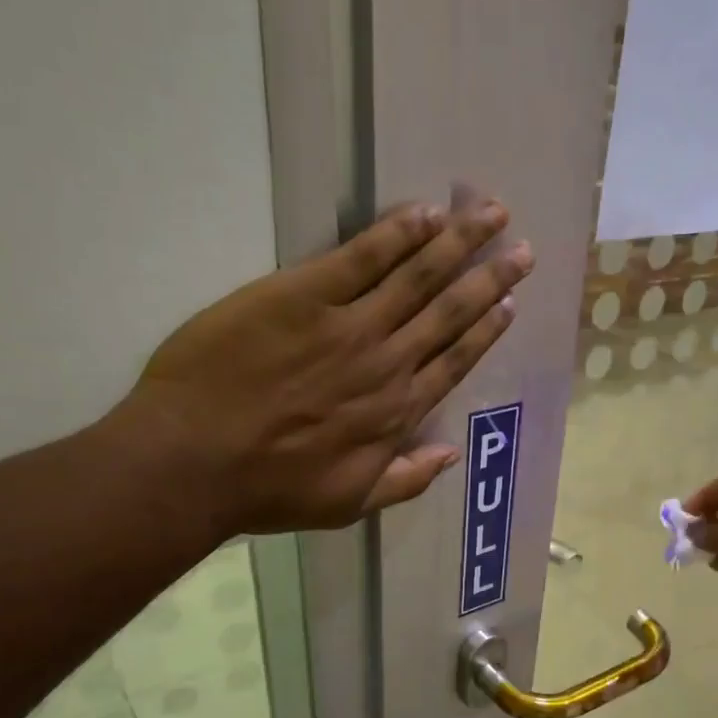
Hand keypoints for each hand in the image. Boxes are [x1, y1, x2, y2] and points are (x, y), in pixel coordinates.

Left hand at [113, 198, 532, 537]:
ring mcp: (348, 325)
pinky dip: (397, 233)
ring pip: (417, 276)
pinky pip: (361, 257)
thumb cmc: (271, 489)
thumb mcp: (349, 504)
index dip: (486, 329)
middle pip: (449, 312)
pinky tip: (426, 213)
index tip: (511, 303)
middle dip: (490, 278)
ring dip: (459, 243)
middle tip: (523, 250)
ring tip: (492, 215)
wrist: (195, 462)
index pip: (455, 361)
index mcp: (397, 413)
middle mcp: (387, 363)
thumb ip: (406, 481)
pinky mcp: (302, 295)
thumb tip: (451, 456)